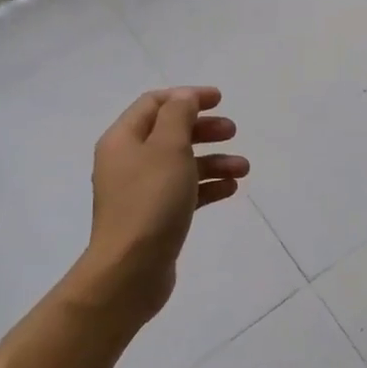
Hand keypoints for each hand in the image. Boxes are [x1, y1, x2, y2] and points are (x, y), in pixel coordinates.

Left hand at [77, 87, 247, 322]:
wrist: (130, 270)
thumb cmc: (150, 202)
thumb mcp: (168, 148)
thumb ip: (178, 116)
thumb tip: (184, 97)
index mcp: (123, 140)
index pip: (154, 104)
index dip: (187, 97)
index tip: (220, 99)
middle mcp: (128, 162)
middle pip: (169, 133)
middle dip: (203, 129)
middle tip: (233, 131)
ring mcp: (140, 192)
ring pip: (181, 164)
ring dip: (213, 161)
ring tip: (243, 168)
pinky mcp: (154, 218)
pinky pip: (183, 192)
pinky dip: (206, 187)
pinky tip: (230, 190)